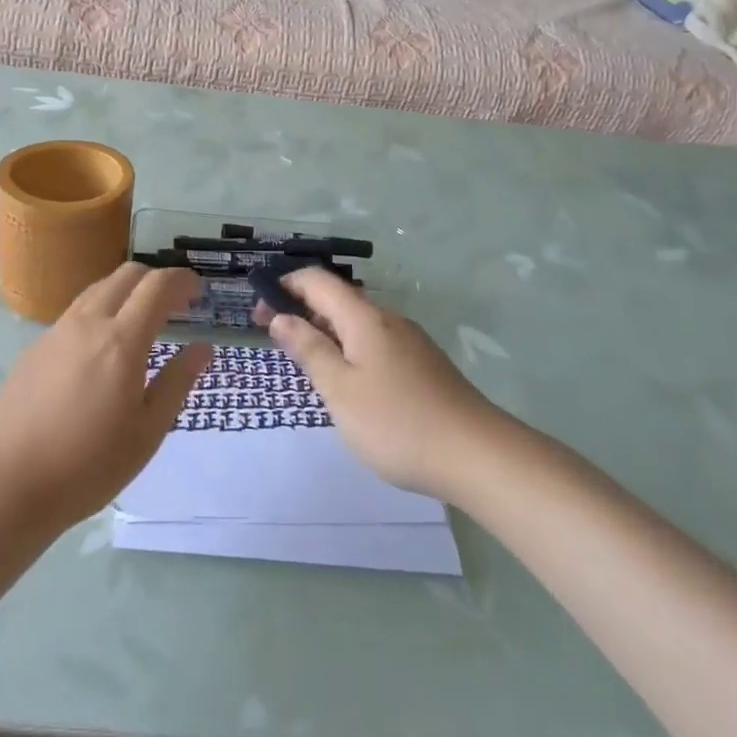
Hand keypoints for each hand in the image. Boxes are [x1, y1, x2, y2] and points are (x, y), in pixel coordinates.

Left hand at [0, 264, 212, 531]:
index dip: (182, 281)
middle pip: (126, 276)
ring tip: (138, 325)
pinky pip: (73, 315)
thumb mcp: (148, 432)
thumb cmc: (90, 465)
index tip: (198, 292)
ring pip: (96, 290)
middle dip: (155, 280)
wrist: (10, 484)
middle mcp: (87, 324)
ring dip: (125, 294)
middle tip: (173, 307)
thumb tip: (202, 347)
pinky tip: (99, 353)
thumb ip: (177, 382)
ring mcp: (55, 333)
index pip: (157, 286)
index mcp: (121, 341)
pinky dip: (98, 315)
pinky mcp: (34, 348)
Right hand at [259, 268, 504, 498]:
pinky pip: (375, 342)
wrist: (478, 456)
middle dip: (302, 309)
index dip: (285, 285)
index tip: (258, 309)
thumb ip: (309, 350)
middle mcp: (388, 319)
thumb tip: (281, 317)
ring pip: (358, 322)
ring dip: (326, 330)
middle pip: (338, 299)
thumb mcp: (340, 390)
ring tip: (305, 359)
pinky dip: (349, 347)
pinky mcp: (423, 364)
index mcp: (364, 318)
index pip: (318, 280)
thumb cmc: (397, 422)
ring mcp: (410, 341)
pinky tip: (347, 379)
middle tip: (274, 336)